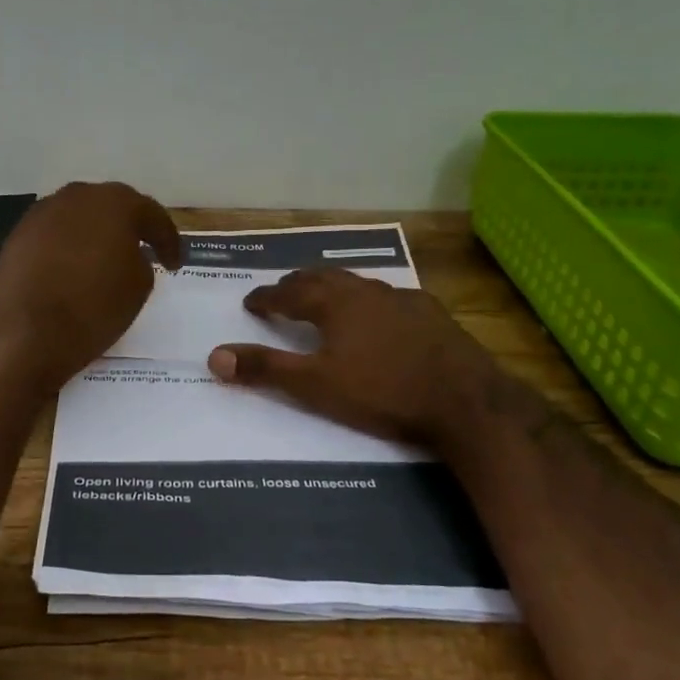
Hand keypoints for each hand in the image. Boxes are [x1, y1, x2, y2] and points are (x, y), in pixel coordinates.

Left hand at [0, 181, 182, 393]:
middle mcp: (77, 196)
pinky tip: (74, 269)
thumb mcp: (139, 287)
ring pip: (80, 218)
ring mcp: (42, 213)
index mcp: (115, 203)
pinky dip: (69, 247)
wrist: (24, 334)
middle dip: (130, 228)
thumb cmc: (93, 308)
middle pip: (112, 208)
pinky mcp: (18, 235)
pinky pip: (56, 235)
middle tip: (144, 252)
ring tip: (107, 261)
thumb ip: (141, 261)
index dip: (168, 240)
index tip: (175, 264)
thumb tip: (128, 255)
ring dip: (96, 235)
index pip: (152, 215)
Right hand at [207, 268, 507, 446]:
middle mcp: (365, 290)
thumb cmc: (383, 392)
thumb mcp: (316, 385)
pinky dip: (369, 302)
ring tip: (325, 299)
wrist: (465, 401)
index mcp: (334, 303)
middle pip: (323, 279)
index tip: (251, 302)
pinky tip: (379, 317)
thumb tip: (214, 356)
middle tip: (283, 293)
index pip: (289, 293)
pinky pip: (388, 298)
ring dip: (334, 288)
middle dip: (297, 285)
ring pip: (357, 284)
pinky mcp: (431, 314)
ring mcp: (402, 299)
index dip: (266, 297)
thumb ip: (266, 369)